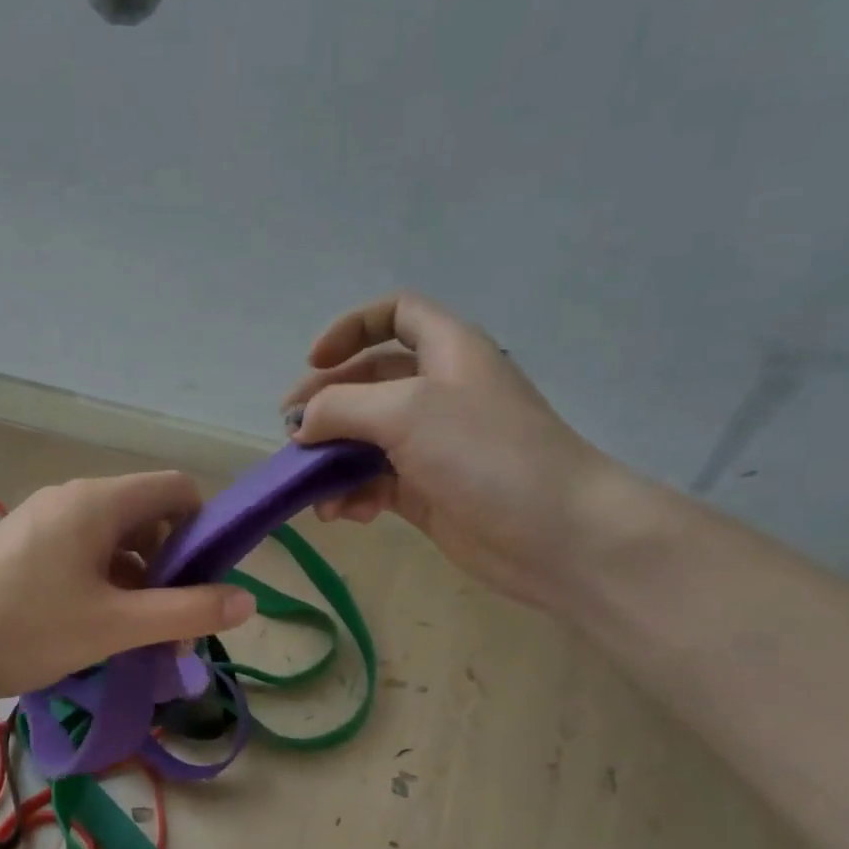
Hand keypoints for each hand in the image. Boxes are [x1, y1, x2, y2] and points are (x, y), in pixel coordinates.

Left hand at [0, 471, 254, 708]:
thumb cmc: (27, 628)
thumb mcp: (116, 625)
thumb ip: (187, 611)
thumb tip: (249, 601)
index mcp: (99, 501)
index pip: (178, 489)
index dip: (204, 528)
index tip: (205, 581)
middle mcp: (73, 498)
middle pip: (148, 516)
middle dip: (172, 566)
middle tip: (171, 622)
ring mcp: (43, 520)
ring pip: (115, 539)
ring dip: (139, 581)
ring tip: (137, 635)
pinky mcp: (23, 547)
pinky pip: (83, 553)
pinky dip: (105, 584)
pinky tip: (97, 628)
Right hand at [283, 294, 645, 607]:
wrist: (557, 534)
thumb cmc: (486, 452)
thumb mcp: (406, 411)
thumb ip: (343, 407)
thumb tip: (302, 425)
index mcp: (446, 351)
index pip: (395, 314)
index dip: (350, 328)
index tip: (315, 362)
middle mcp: (438, 392)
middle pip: (368, 383)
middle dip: (326, 406)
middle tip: (292, 436)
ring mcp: (433, 446)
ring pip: (365, 440)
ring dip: (332, 460)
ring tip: (310, 487)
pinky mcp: (428, 493)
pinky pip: (375, 484)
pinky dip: (353, 495)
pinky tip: (342, 514)